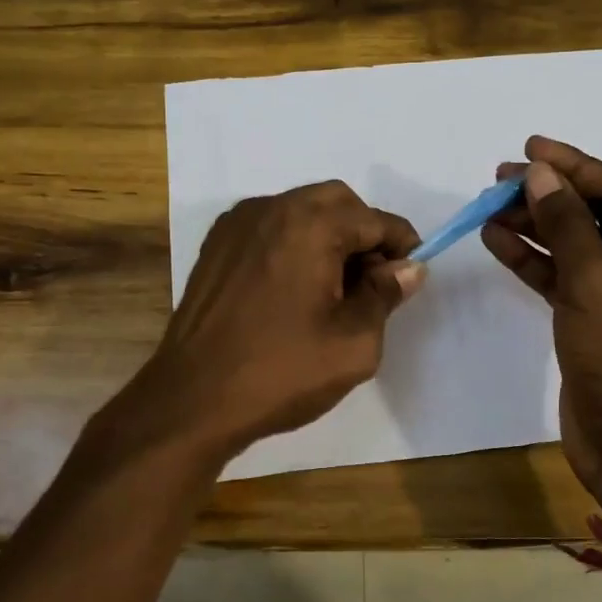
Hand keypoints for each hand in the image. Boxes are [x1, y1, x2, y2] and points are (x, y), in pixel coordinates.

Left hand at [117, 181, 424, 463]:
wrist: (193, 399)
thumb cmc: (281, 372)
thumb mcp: (353, 343)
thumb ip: (385, 295)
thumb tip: (408, 268)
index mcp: (310, 225)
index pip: (374, 220)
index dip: (401, 247)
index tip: (408, 278)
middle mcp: (271, 208)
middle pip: (336, 202)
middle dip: (363, 233)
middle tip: (371, 283)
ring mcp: (237, 224)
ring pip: (300, 210)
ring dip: (328, 236)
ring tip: (332, 289)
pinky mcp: (216, 245)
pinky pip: (269, 227)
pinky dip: (293, 243)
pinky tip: (293, 288)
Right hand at [482, 136, 601, 519]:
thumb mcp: (596, 280)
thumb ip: (565, 222)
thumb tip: (540, 175)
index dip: (574, 166)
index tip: (529, 147)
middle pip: (599, 214)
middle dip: (549, 196)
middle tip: (499, 179)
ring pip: (578, 246)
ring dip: (535, 227)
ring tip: (489, 206)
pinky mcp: (601, 319)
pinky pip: (567, 277)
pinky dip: (534, 261)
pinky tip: (496, 240)